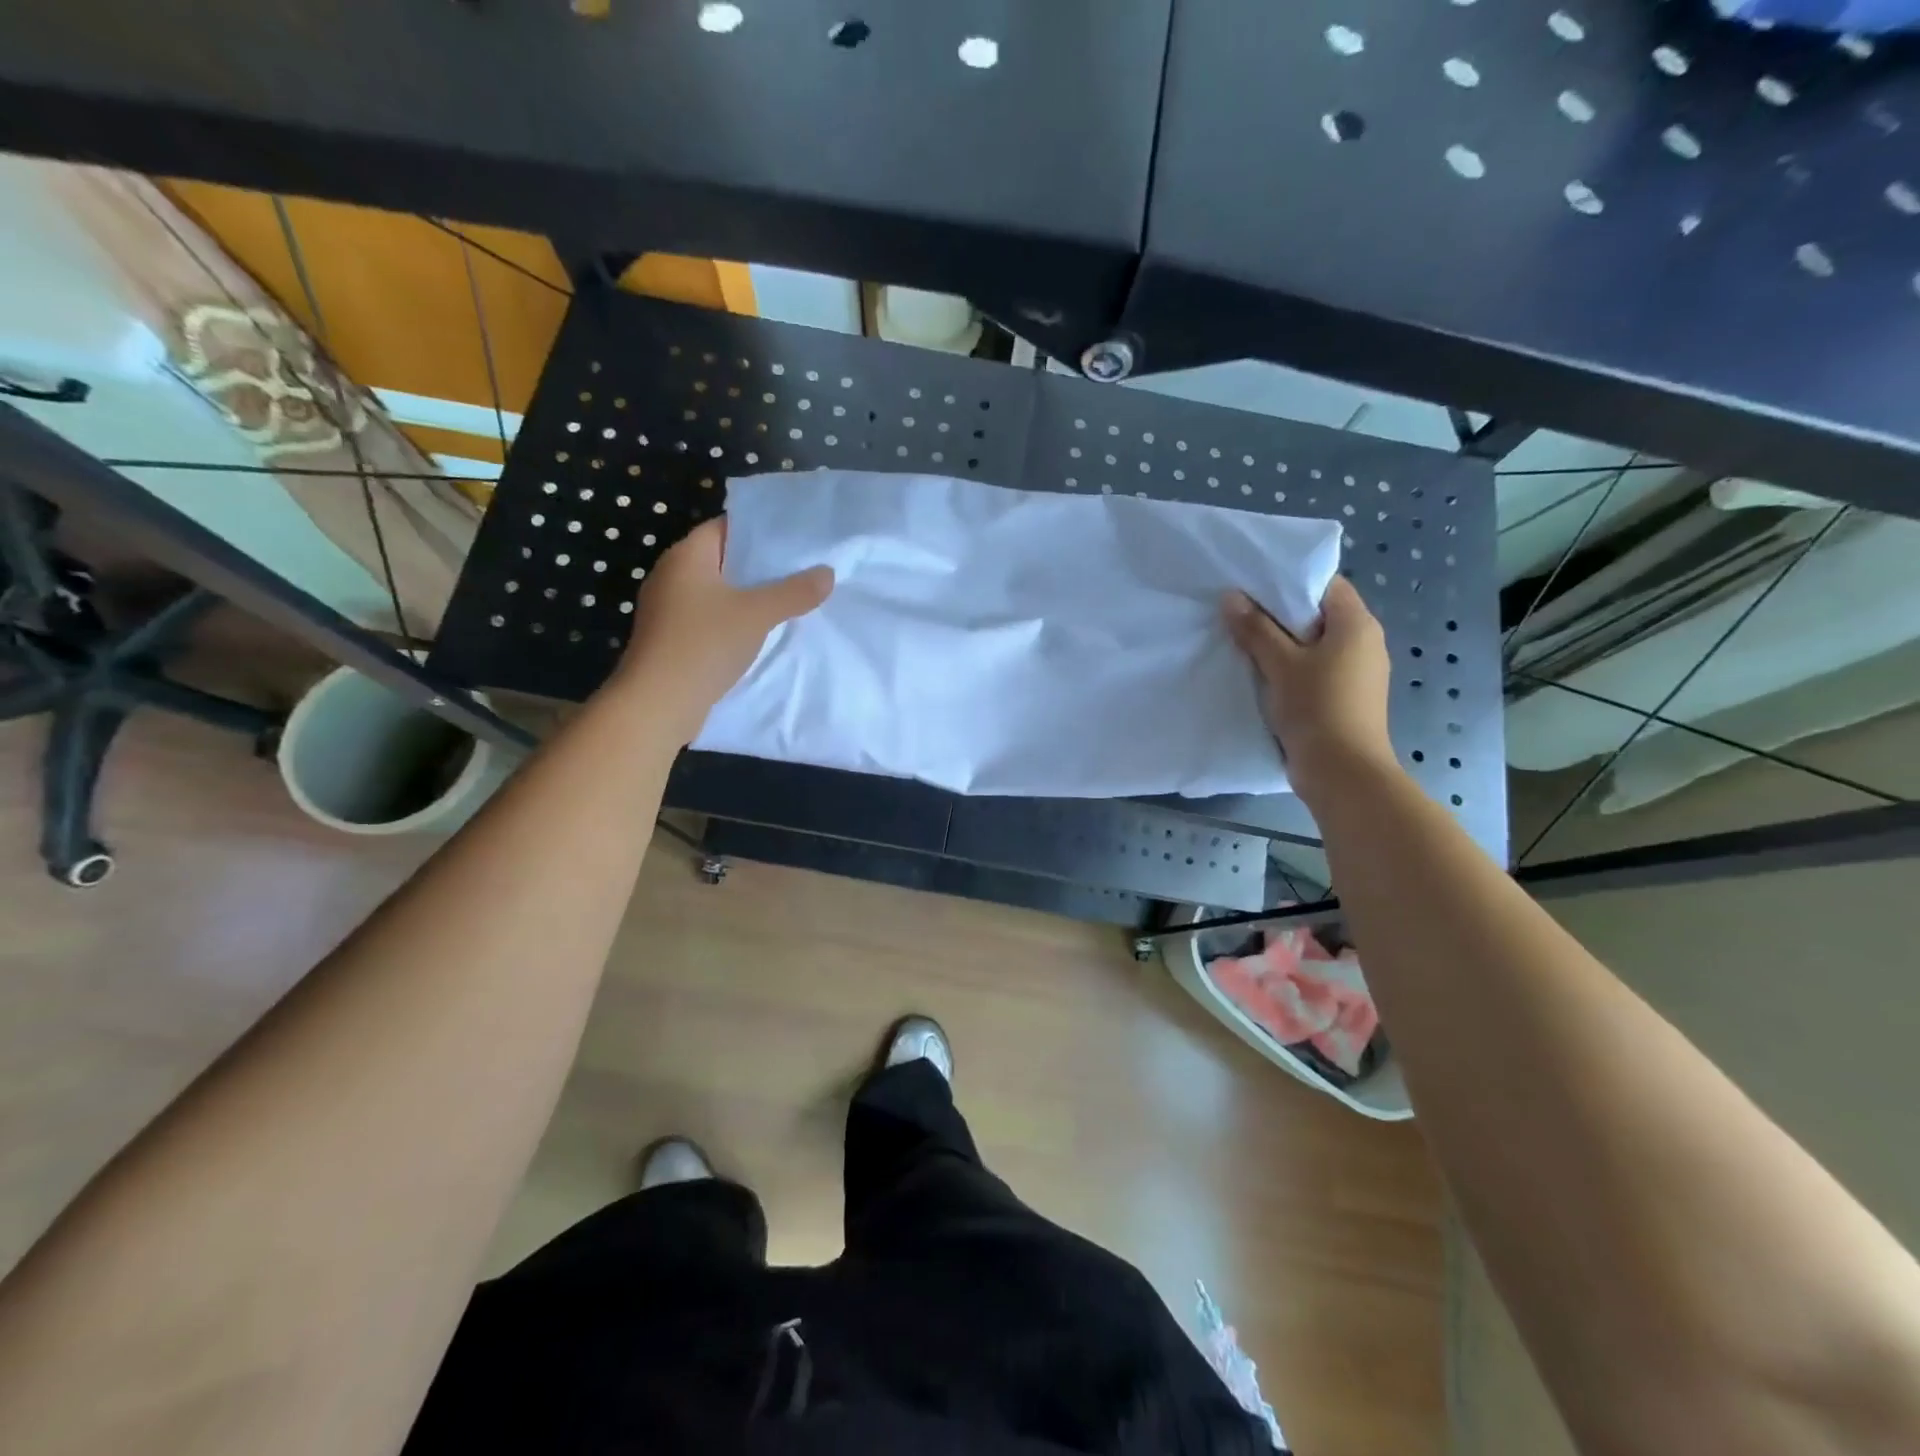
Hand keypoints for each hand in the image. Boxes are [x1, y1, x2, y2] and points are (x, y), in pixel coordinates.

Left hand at [611, 517, 833, 742]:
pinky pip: (709, 619)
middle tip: (800, 570)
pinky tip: (759, 633)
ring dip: (747, 597)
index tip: (793, 539)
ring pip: (716, 593)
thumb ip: (794, 592)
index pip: (724, 527)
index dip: (758, 531)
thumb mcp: (757, 614)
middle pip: (722, 560)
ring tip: (787, 601)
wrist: (658, 703)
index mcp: (686, 557)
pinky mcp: (671, 639)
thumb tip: (828, 573)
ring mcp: (668, 610)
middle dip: (759, 566)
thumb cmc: (704, 644)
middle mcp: (671, 576)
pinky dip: (733, 621)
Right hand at [1223, 576, 1396, 799]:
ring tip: (1245, 642)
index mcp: (1357, 625)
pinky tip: (1263, 674)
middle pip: (1319, 614)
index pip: (1326, 584)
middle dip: (1281, 614)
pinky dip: (1292, 667)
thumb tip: (1231, 597)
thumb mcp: (1280, 665)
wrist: (1343, 772)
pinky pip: (1316, 669)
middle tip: (1240, 612)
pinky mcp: (1347, 696)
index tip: (1253, 586)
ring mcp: (1358, 672)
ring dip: (1283, 644)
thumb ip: (1255, 629)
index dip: (1290, 581)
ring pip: (1316, 644)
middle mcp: (1365, 642)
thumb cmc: (1317, 707)